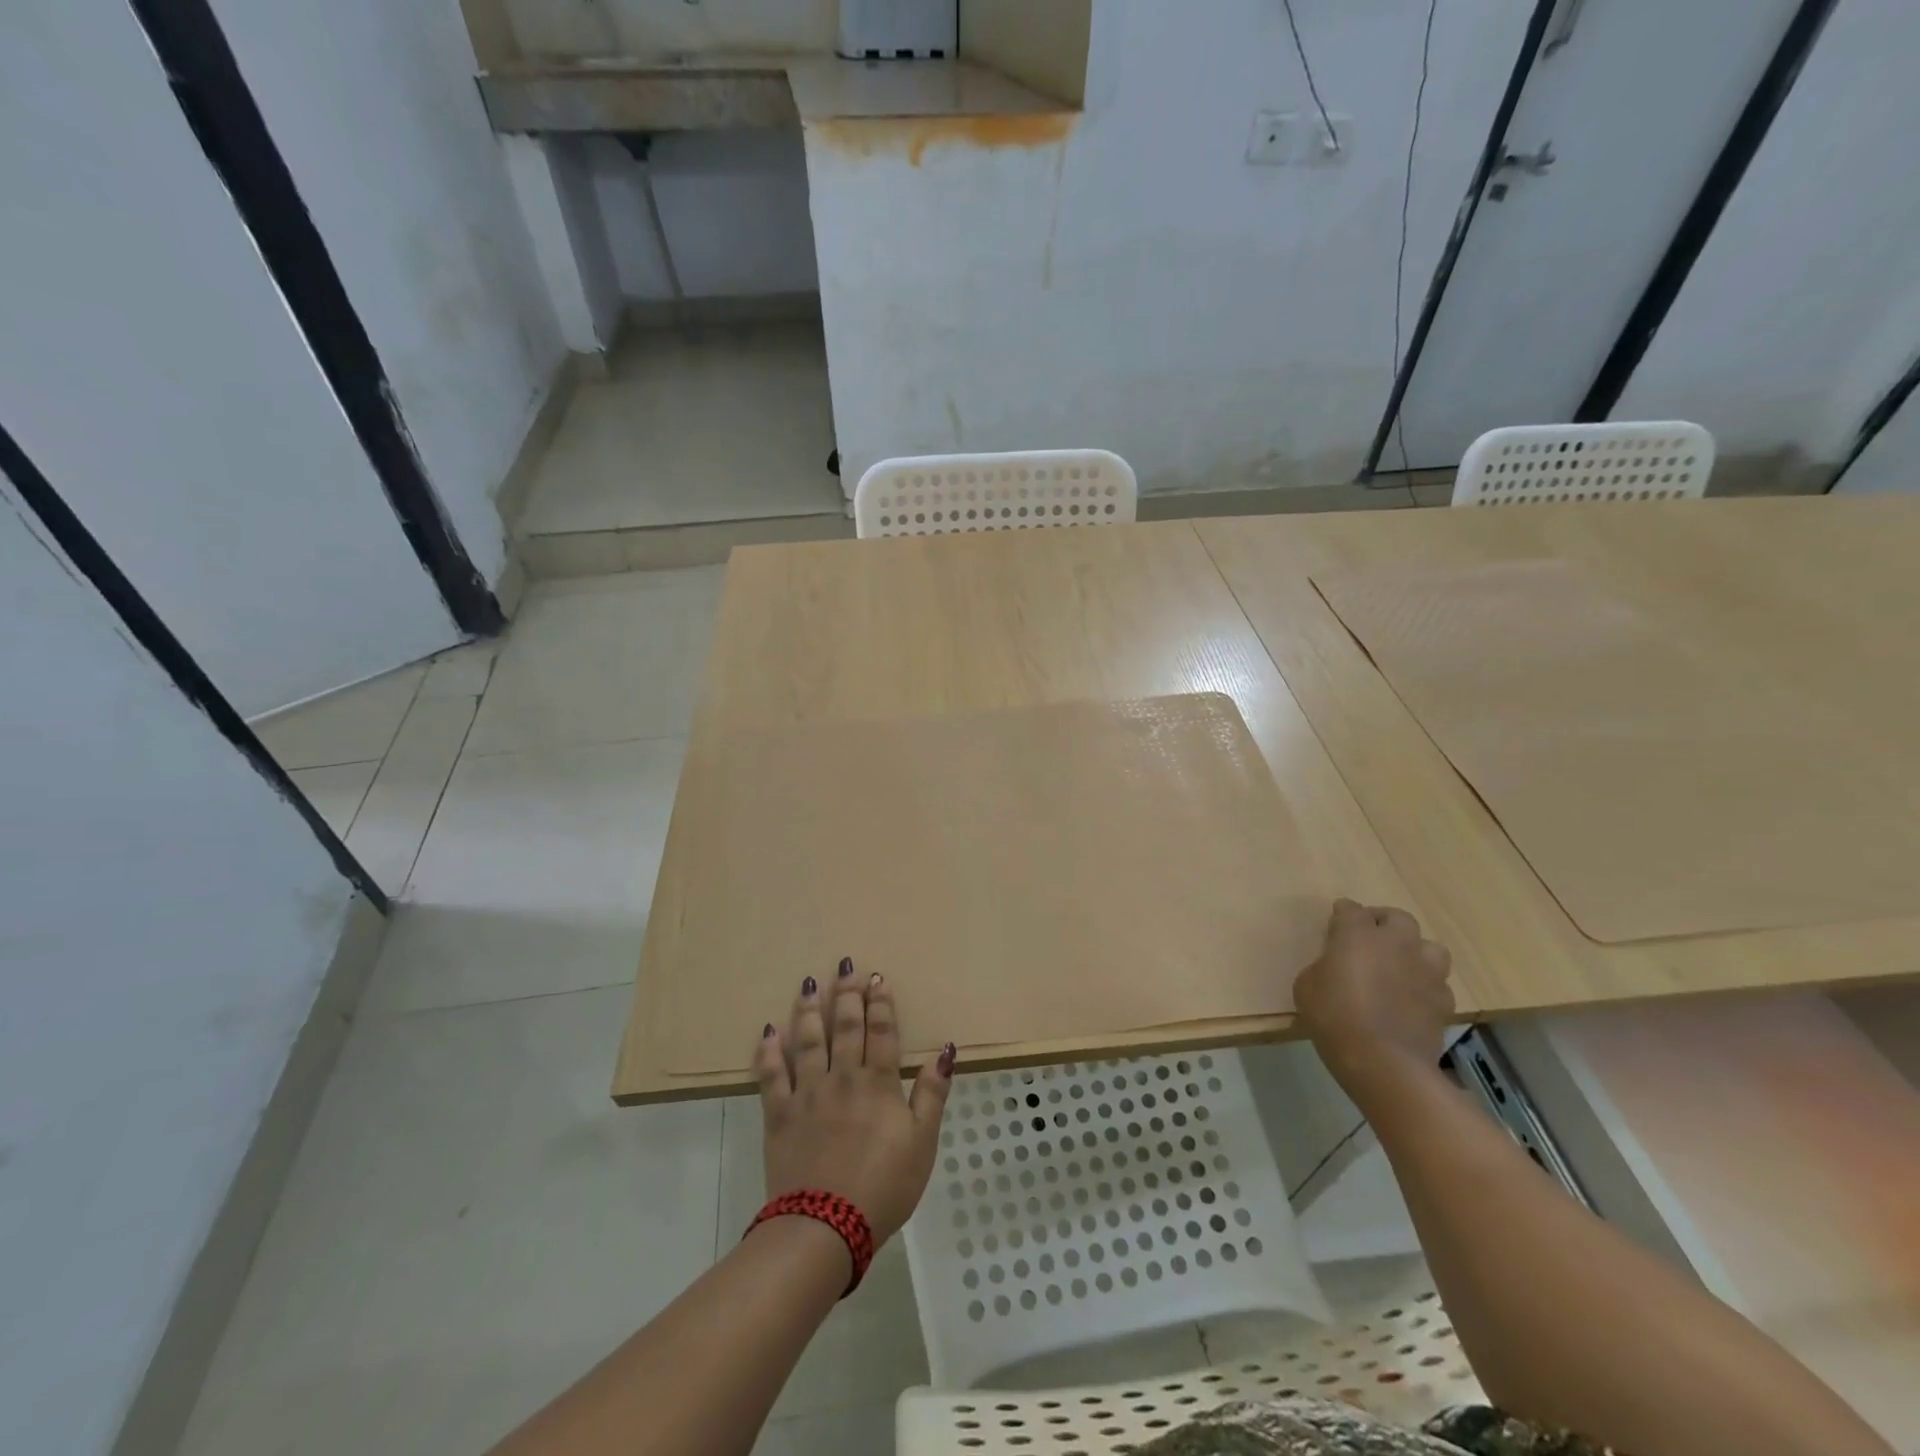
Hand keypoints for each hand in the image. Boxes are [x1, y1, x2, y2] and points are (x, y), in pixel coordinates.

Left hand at [754, 960, 954, 1246]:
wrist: (824, 1226)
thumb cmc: (883, 1186)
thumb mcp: (922, 1143)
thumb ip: (932, 1094)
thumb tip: (945, 1050)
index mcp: (878, 1084)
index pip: (882, 1032)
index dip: (881, 1004)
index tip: (877, 978)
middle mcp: (842, 1077)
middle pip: (845, 1027)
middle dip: (846, 994)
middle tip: (845, 966)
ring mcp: (807, 1093)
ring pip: (808, 1041)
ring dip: (808, 1010)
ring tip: (809, 982)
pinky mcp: (779, 1114)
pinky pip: (771, 1075)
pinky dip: (769, 1051)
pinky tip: (768, 1030)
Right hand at [1295, 899, 1454, 1090]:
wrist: (1383, 1062)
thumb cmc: (1334, 1017)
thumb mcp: (1307, 986)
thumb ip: (1323, 966)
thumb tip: (1335, 967)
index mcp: (1358, 934)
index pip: (1350, 909)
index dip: (1341, 914)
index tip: (1335, 922)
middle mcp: (1396, 943)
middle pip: (1397, 917)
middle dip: (1383, 922)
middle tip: (1369, 938)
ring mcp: (1425, 971)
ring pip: (1429, 946)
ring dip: (1414, 951)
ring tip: (1400, 966)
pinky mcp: (1444, 1000)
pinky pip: (1437, 982)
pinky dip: (1425, 985)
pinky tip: (1412, 999)